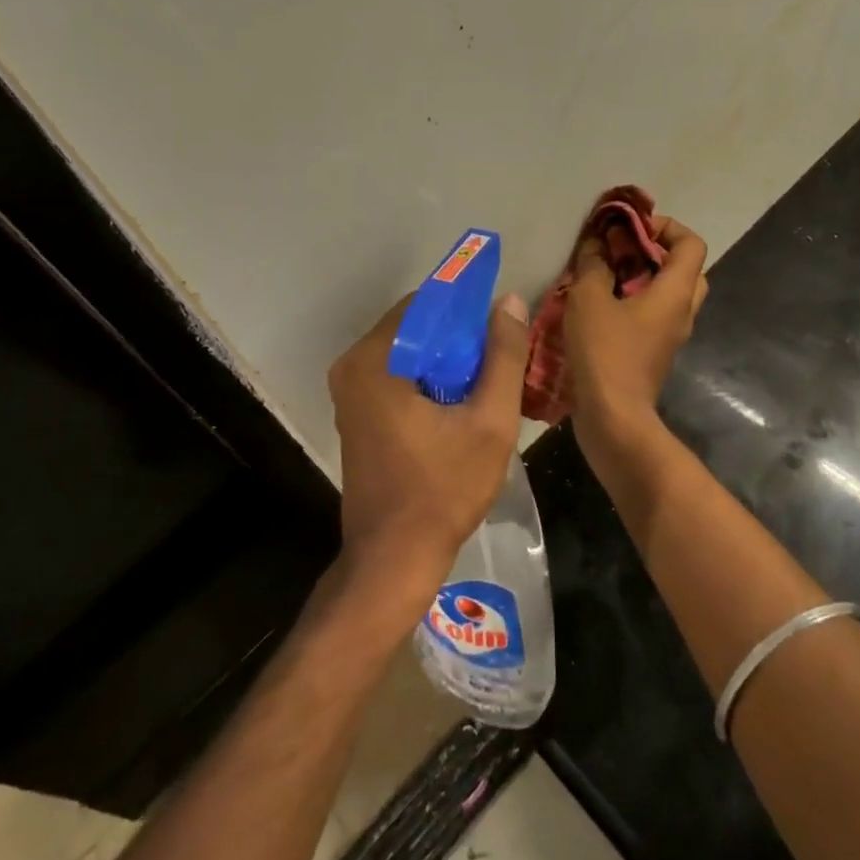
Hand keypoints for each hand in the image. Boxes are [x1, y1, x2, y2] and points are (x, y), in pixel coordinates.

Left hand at [328, 291, 531, 597]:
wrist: (394, 559)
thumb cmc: (443, 490)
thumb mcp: (489, 421)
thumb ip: (504, 356)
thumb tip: (509, 300)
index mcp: (376, 359)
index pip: (426, 303)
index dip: (468, 308)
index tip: (501, 325)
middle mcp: (353, 366)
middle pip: (416, 326)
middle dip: (460, 336)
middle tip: (499, 359)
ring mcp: (350, 391)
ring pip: (409, 351)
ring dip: (447, 358)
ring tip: (487, 381)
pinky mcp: (356, 412)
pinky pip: (398, 375)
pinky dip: (429, 377)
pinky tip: (460, 401)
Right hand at [564, 216, 707, 438]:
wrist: (612, 417)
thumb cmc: (605, 352)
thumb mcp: (589, 298)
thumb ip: (593, 264)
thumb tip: (596, 242)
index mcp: (676, 293)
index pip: (691, 243)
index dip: (665, 226)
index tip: (630, 227)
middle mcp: (682, 312)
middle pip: (685, 268)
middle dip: (655, 251)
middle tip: (622, 249)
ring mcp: (671, 336)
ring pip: (669, 294)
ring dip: (643, 278)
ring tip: (606, 275)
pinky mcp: (655, 354)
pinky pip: (654, 316)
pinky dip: (635, 302)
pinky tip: (600, 305)